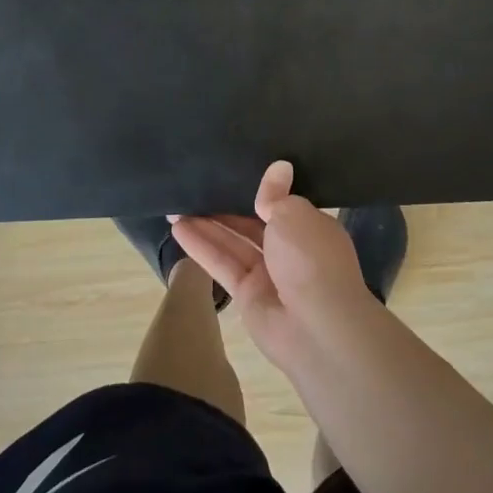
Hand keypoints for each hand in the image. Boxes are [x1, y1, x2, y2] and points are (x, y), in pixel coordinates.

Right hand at [172, 161, 381, 373]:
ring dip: (206, 224)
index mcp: (309, 226)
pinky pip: (221, 263)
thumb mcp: (293, 214)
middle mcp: (289, 248)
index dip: (258, 189)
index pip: (281, 203)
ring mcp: (268, 273)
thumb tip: (279, 166)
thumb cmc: (310, 258)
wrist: (316, 326)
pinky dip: (200, 246)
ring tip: (175, 204)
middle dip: (225, 206)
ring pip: (233, 242)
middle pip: (252, 222)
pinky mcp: (246, 294)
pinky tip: (178, 227)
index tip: (234, 169)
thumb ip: (275, 195)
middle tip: (195, 186)